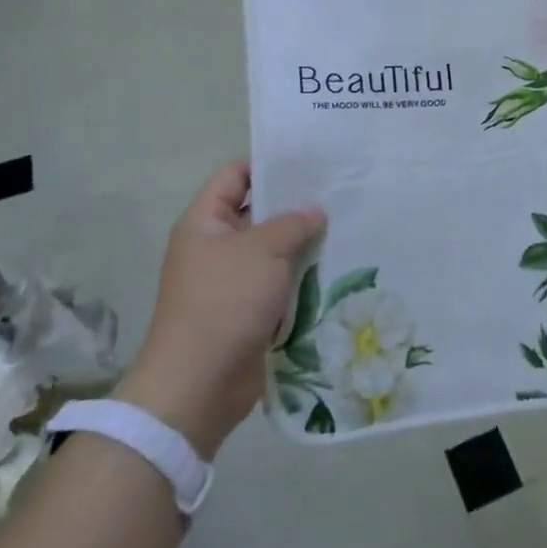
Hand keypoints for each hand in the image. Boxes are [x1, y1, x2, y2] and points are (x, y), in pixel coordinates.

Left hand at [117, 162, 324, 458]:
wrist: (199, 385)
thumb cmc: (224, 303)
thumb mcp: (262, 251)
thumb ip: (293, 223)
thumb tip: (314, 211)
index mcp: (205, 223)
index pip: (235, 176)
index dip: (268, 165)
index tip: (309, 161)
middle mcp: (215, 248)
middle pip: (258, 214)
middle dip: (296, 207)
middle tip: (339, 194)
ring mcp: (231, 282)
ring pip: (273, 252)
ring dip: (304, 245)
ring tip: (347, 227)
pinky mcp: (248, 313)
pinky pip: (279, 285)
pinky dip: (302, 279)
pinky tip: (337, 269)